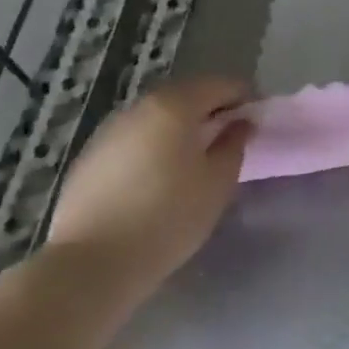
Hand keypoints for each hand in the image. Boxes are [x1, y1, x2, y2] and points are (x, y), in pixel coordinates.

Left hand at [46, 75, 253, 299]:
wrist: (91, 264)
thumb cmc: (169, 217)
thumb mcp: (218, 181)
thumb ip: (235, 144)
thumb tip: (240, 123)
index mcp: (175, 105)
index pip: (221, 84)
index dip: (246, 97)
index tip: (259, 120)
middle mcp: (138, 108)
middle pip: (186, 95)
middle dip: (213, 109)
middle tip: (232, 136)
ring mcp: (108, 132)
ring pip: (157, 117)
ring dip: (182, 127)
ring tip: (198, 157)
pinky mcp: (89, 159)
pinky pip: (135, 139)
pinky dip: (155, 145)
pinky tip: (161, 175)